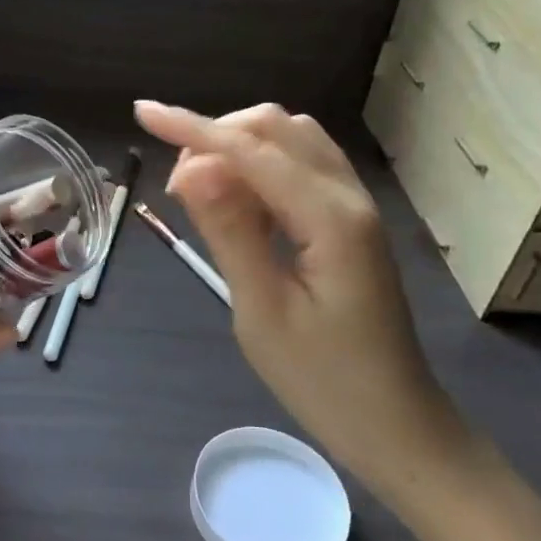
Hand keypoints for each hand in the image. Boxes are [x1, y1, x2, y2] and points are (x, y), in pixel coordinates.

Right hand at [134, 101, 470, 500]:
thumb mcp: (262, 311)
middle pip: (276, 128)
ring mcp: (355, 206)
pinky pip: (302, 166)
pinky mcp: (350, 222)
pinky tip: (238, 199)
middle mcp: (349, 196)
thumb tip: (191, 167)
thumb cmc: (324, 382)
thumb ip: (230, 231)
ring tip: (200, 189)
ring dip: (239, 146)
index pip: (250, 150)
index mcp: (329, 218)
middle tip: (176, 189)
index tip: (142, 113)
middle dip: (217, 136)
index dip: (192, 128)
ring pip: (292, 140)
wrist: (398, 428)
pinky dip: (261, 165)